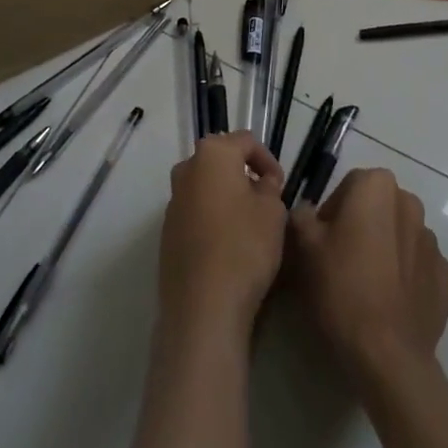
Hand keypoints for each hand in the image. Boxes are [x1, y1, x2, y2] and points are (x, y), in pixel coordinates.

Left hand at [156, 131, 287, 339]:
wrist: (202, 306)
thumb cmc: (244, 246)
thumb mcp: (272, 211)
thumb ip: (269, 187)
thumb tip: (261, 183)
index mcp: (212, 154)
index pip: (246, 141)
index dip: (268, 160)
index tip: (281, 185)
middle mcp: (186, 169)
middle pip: (221, 161)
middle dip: (244, 175)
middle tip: (265, 200)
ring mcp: (173, 201)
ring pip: (206, 187)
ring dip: (227, 197)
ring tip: (248, 224)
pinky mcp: (167, 231)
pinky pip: (195, 213)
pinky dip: (212, 218)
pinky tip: (228, 245)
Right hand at [288, 168, 447, 389]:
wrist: (388, 355)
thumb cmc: (342, 288)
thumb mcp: (304, 246)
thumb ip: (302, 215)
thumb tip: (307, 211)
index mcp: (377, 186)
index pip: (349, 186)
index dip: (332, 211)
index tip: (322, 240)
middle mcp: (411, 204)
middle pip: (378, 207)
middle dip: (361, 225)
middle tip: (341, 260)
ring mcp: (434, 243)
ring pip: (401, 235)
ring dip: (386, 248)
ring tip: (367, 285)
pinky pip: (420, 267)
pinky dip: (407, 276)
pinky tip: (391, 301)